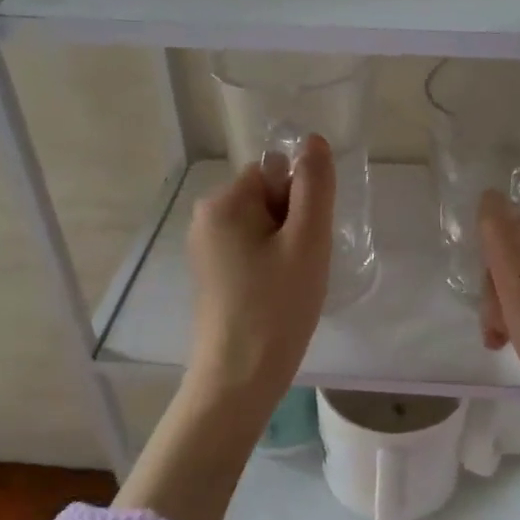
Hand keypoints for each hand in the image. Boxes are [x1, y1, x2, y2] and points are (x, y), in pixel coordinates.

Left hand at [186, 133, 335, 404]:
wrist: (239, 378)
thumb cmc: (277, 307)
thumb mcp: (307, 241)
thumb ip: (314, 187)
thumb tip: (313, 141)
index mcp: (222, 203)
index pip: (275, 174)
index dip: (300, 203)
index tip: (306, 241)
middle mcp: (205, 219)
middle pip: (267, 199)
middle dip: (293, 226)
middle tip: (302, 267)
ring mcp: (205, 249)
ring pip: (263, 228)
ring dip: (286, 248)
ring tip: (291, 285)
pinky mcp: (211, 275)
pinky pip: (251, 252)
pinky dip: (271, 267)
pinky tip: (277, 296)